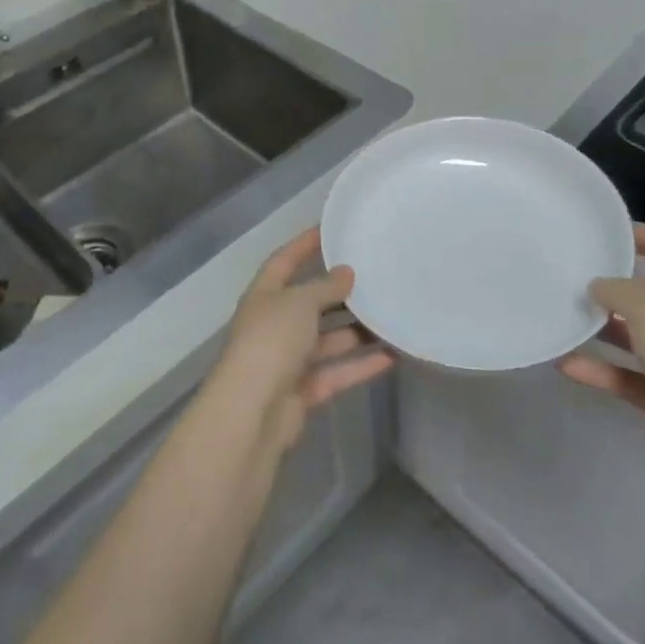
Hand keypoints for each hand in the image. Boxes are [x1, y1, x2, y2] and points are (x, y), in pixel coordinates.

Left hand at [211, 226, 395, 448]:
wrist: (251, 413)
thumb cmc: (271, 341)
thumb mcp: (299, 303)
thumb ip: (325, 287)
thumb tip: (346, 272)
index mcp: (265, 296)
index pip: (284, 261)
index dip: (304, 244)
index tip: (331, 229)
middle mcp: (274, 324)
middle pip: (310, 303)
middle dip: (339, 293)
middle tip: (375, 277)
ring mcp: (288, 360)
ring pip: (328, 340)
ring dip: (357, 331)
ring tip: (391, 315)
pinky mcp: (303, 392)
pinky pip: (337, 372)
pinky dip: (361, 365)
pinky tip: (393, 355)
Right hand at [560, 224, 644, 470]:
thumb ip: (618, 292)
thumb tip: (598, 286)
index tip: (620, 229)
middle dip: (620, 289)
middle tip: (581, 277)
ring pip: (636, 339)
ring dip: (605, 331)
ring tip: (567, 317)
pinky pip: (626, 377)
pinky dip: (599, 370)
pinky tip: (565, 364)